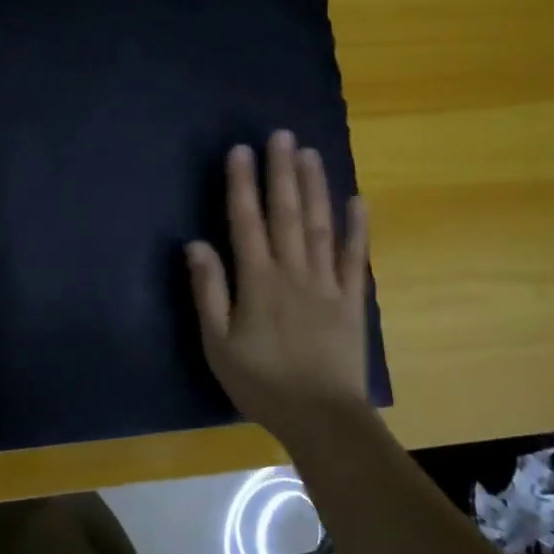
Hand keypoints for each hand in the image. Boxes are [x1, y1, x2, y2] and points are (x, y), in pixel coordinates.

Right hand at [186, 131, 370, 449]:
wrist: (322, 417)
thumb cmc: (262, 382)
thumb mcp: (218, 343)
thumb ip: (208, 291)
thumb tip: (196, 244)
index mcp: (258, 280)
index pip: (247, 221)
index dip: (242, 184)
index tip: (241, 151)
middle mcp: (293, 271)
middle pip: (286, 213)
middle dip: (281, 172)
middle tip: (281, 135)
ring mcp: (327, 283)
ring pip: (320, 225)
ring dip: (315, 187)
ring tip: (310, 153)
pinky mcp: (352, 299)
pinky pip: (355, 258)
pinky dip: (357, 228)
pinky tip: (358, 200)